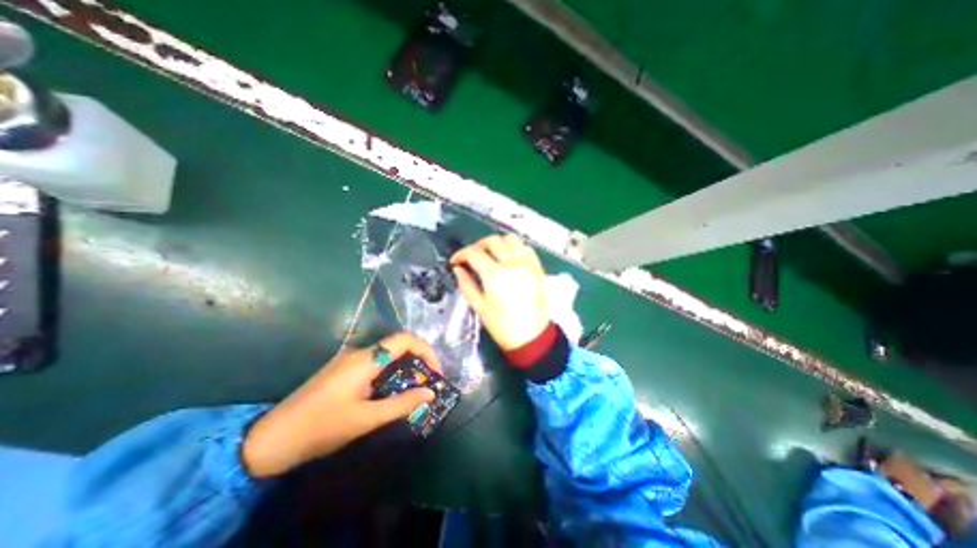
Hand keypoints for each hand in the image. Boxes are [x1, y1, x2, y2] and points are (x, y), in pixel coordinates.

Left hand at [242, 332, 439, 476]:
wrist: (271, 440)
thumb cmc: (321, 428)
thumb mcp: (366, 420)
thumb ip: (401, 404)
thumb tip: (430, 393)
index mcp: (366, 359)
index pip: (405, 339)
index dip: (426, 350)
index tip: (435, 372)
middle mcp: (359, 353)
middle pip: (398, 345)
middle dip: (418, 360)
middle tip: (427, 383)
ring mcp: (349, 360)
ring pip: (387, 355)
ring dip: (405, 368)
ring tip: (413, 389)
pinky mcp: (343, 369)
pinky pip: (375, 363)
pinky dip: (391, 373)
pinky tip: (391, 392)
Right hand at [450, 234, 549, 351]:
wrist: (531, 336)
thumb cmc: (502, 326)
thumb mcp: (479, 306)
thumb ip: (466, 284)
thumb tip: (458, 269)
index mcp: (495, 275)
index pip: (474, 253)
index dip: (461, 254)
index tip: (456, 261)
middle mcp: (513, 264)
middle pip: (492, 241)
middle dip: (477, 245)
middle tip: (471, 256)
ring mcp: (528, 264)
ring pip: (511, 239)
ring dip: (497, 243)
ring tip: (490, 253)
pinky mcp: (538, 267)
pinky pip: (526, 248)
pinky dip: (514, 247)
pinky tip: (508, 256)